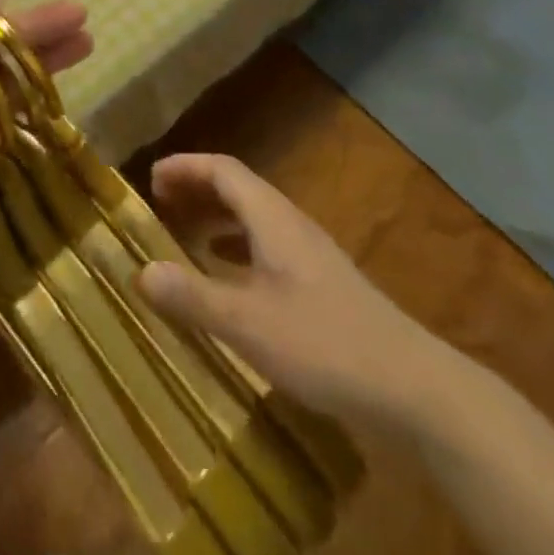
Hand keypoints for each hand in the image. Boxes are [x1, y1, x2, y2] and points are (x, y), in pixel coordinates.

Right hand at [137, 153, 466, 437]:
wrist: (413, 387)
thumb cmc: (324, 344)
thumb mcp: (247, 323)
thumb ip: (193, 295)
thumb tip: (140, 271)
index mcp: (273, 218)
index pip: (223, 170)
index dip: (186, 167)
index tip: (151, 178)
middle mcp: (291, 225)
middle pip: (239, 189)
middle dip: (198, 190)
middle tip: (161, 204)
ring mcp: (311, 255)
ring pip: (255, 219)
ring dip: (217, 219)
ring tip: (186, 237)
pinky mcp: (323, 286)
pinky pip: (268, 248)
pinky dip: (238, 250)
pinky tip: (230, 282)